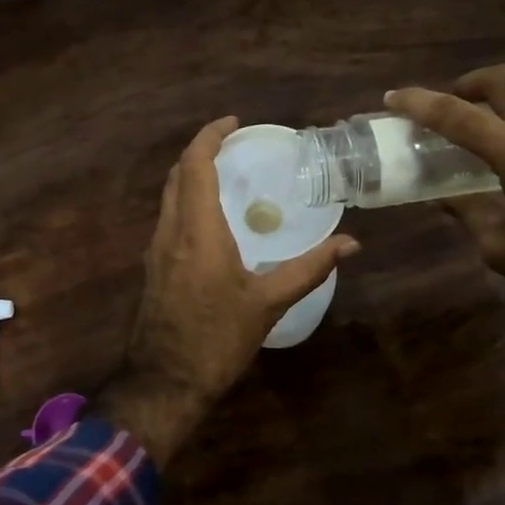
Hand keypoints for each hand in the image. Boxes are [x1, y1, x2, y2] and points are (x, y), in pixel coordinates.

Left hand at [102, 116, 359, 467]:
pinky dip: (187, 200)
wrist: (165, 382)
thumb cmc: (217, 339)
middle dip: (201, 151)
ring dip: (191, 175)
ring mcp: (156, 249)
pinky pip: (168, 217)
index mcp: (197, 231)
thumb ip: (308, 269)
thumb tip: (350, 244)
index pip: (195, 165)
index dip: (210, 136)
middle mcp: (170, 231)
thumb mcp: (268, 304)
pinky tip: (212, 218)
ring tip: (226, 174)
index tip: (234, 123)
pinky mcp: (153, 267)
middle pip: (176, 174)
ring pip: (168, 196)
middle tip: (234, 145)